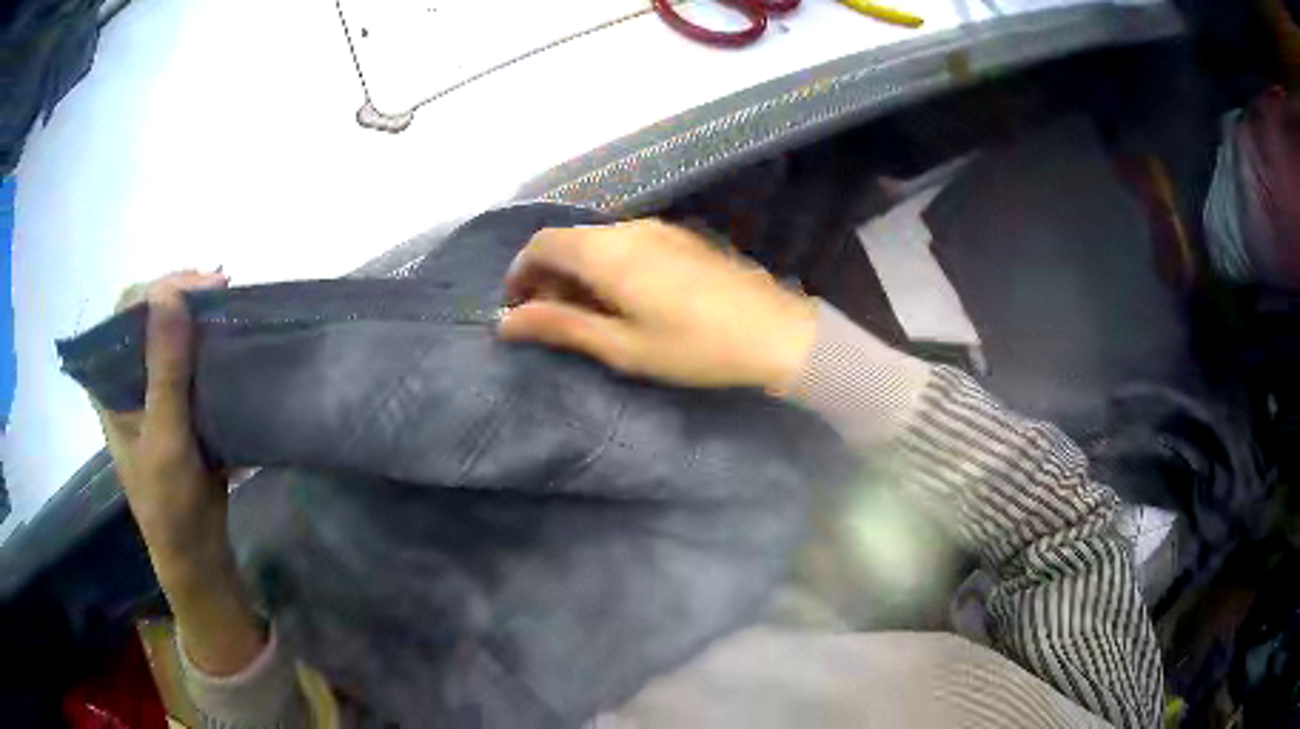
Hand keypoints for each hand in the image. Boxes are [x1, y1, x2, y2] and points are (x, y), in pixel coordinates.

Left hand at [100, 271, 228, 558]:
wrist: (196, 549)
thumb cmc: (169, 502)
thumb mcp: (165, 437)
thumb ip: (165, 369)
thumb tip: (170, 294)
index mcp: (110, 382)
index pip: (125, 312)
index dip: (158, 290)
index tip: (199, 286)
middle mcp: (128, 376)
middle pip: (147, 314)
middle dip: (181, 294)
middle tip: (219, 288)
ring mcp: (153, 388)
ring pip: (169, 332)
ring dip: (196, 313)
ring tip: (226, 302)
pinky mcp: (178, 401)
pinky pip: (189, 356)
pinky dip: (207, 339)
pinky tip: (227, 333)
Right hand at [499, 219, 816, 392]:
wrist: (776, 332)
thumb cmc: (694, 347)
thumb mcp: (621, 346)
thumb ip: (561, 327)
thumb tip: (506, 323)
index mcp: (606, 251)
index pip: (542, 243)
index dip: (520, 272)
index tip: (517, 307)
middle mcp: (628, 228)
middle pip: (570, 240)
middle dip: (549, 275)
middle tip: (549, 319)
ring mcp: (660, 229)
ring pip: (599, 241)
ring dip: (580, 272)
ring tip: (586, 315)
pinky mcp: (682, 238)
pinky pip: (628, 243)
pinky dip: (609, 266)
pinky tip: (624, 300)